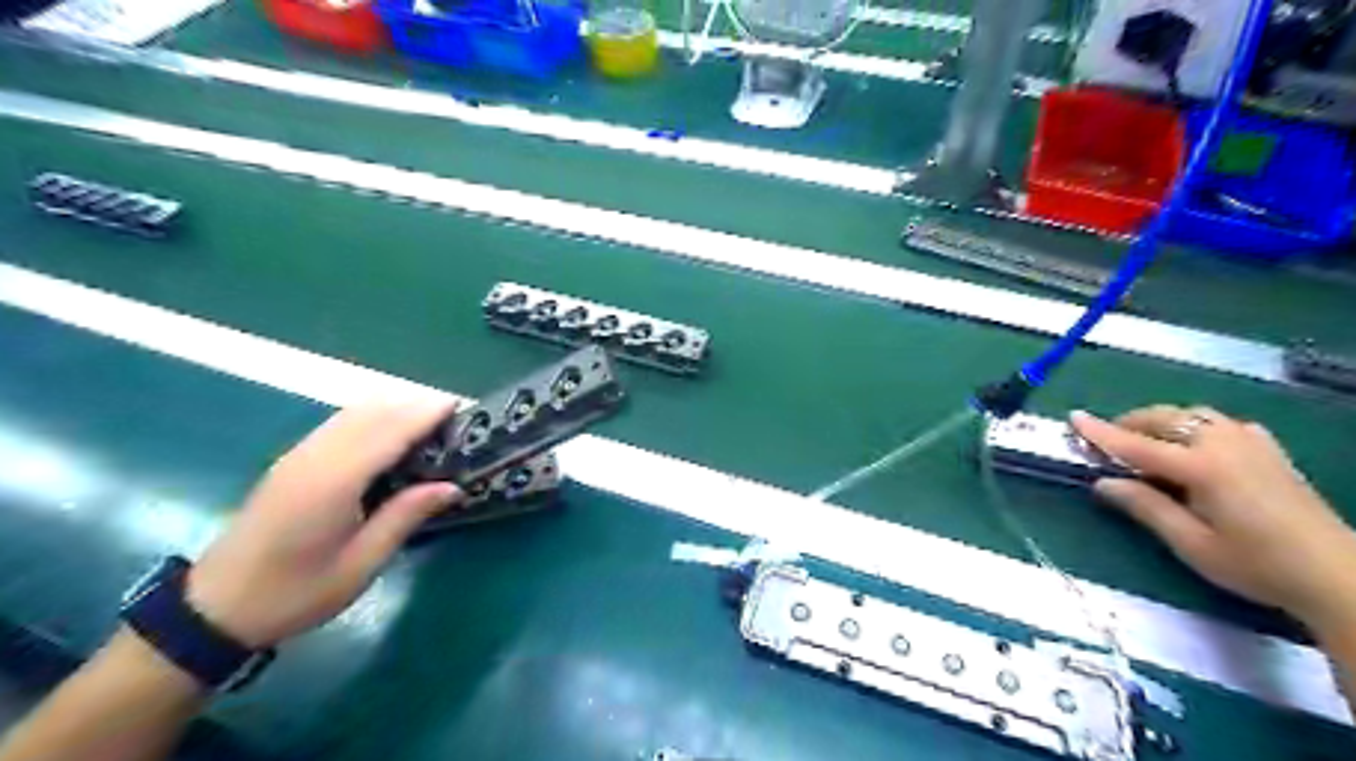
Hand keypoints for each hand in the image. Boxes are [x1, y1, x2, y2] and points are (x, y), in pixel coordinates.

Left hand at [185, 402, 462, 643]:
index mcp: (333, 481)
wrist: (213, 609)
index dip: (425, 414)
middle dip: (414, 406)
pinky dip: (373, 418)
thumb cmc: (295, 593)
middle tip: (455, 419)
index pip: (389, 431)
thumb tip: (451, 486)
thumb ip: (404, 517)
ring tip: (431, 424)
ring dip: (394, 408)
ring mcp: (299, 455)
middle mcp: (315, 457)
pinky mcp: (292, 461)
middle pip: (372, 412)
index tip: (461, 406)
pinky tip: (391, 437)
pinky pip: (340, 423)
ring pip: (353, 412)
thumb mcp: (360, 565)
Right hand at [1071, 407, 1355, 633]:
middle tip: (1106, 445)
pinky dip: (1195, 426)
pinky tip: (1195, 447)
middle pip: (1164, 419)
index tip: (1072, 417)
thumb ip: (1145, 507)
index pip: (1136, 445)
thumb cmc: (1257, 565)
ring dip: (1160, 423)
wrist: (1337, 575)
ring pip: (1192, 415)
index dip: (1101, 432)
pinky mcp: (1269, 449)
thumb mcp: (1191, 543)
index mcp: (1202, 467)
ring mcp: (1250, 442)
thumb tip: (1103, 483)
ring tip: (1145, 445)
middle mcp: (1223, 444)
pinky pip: (1220, 423)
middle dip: (1129, 425)